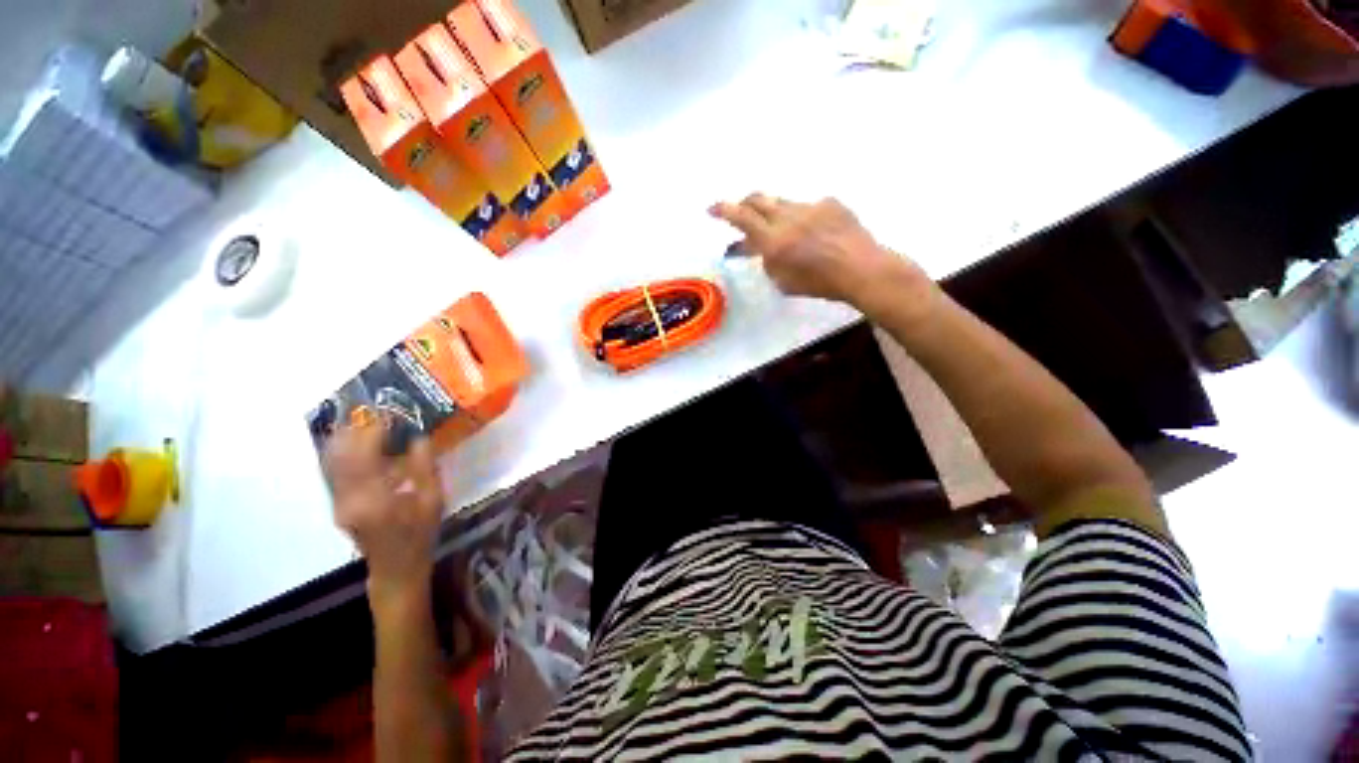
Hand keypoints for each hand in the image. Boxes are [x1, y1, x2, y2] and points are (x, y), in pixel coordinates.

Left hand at [324, 424, 443, 598]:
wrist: (395, 567)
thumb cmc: (420, 534)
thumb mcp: (432, 500)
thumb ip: (424, 467)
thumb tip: (417, 436)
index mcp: (373, 498)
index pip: (364, 455)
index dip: (373, 430)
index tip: (389, 410)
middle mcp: (347, 498)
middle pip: (340, 455)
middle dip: (354, 428)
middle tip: (373, 408)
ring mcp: (338, 501)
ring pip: (332, 461)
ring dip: (344, 437)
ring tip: (363, 418)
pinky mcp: (338, 503)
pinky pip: (334, 471)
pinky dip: (342, 451)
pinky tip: (355, 441)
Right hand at [710, 194, 935, 314]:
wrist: (861, 269)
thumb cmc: (819, 284)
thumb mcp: (783, 282)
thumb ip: (767, 261)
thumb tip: (761, 249)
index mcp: (773, 240)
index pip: (740, 217)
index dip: (723, 210)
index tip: (711, 208)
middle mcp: (787, 217)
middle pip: (757, 199)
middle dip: (744, 204)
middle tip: (741, 213)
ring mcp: (810, 206)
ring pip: (782, 202)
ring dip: (774, 213)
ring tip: (782, 229)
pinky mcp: (830, 203)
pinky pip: (808, 206)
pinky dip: (803, 218)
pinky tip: (814, 233)